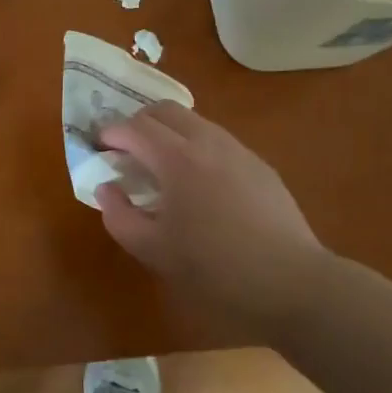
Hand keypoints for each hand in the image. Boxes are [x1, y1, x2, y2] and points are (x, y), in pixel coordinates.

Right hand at [95, 102, 338, 323]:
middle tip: (127, 150)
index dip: (111, 133)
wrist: (291, 282)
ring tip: (161, 166)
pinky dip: (196, 147)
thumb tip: (106, 189)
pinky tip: (199, 183)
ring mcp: (238, 150)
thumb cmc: (214, 268)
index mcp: (177, 158)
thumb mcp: (153, 250)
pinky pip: (218, 141)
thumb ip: (119, 215)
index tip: (100, 147)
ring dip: (169, 132)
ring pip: (194, 122)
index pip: (134, 127)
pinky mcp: (260, 165)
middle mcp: (207, 142)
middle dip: (139, 123)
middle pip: (165, 111)